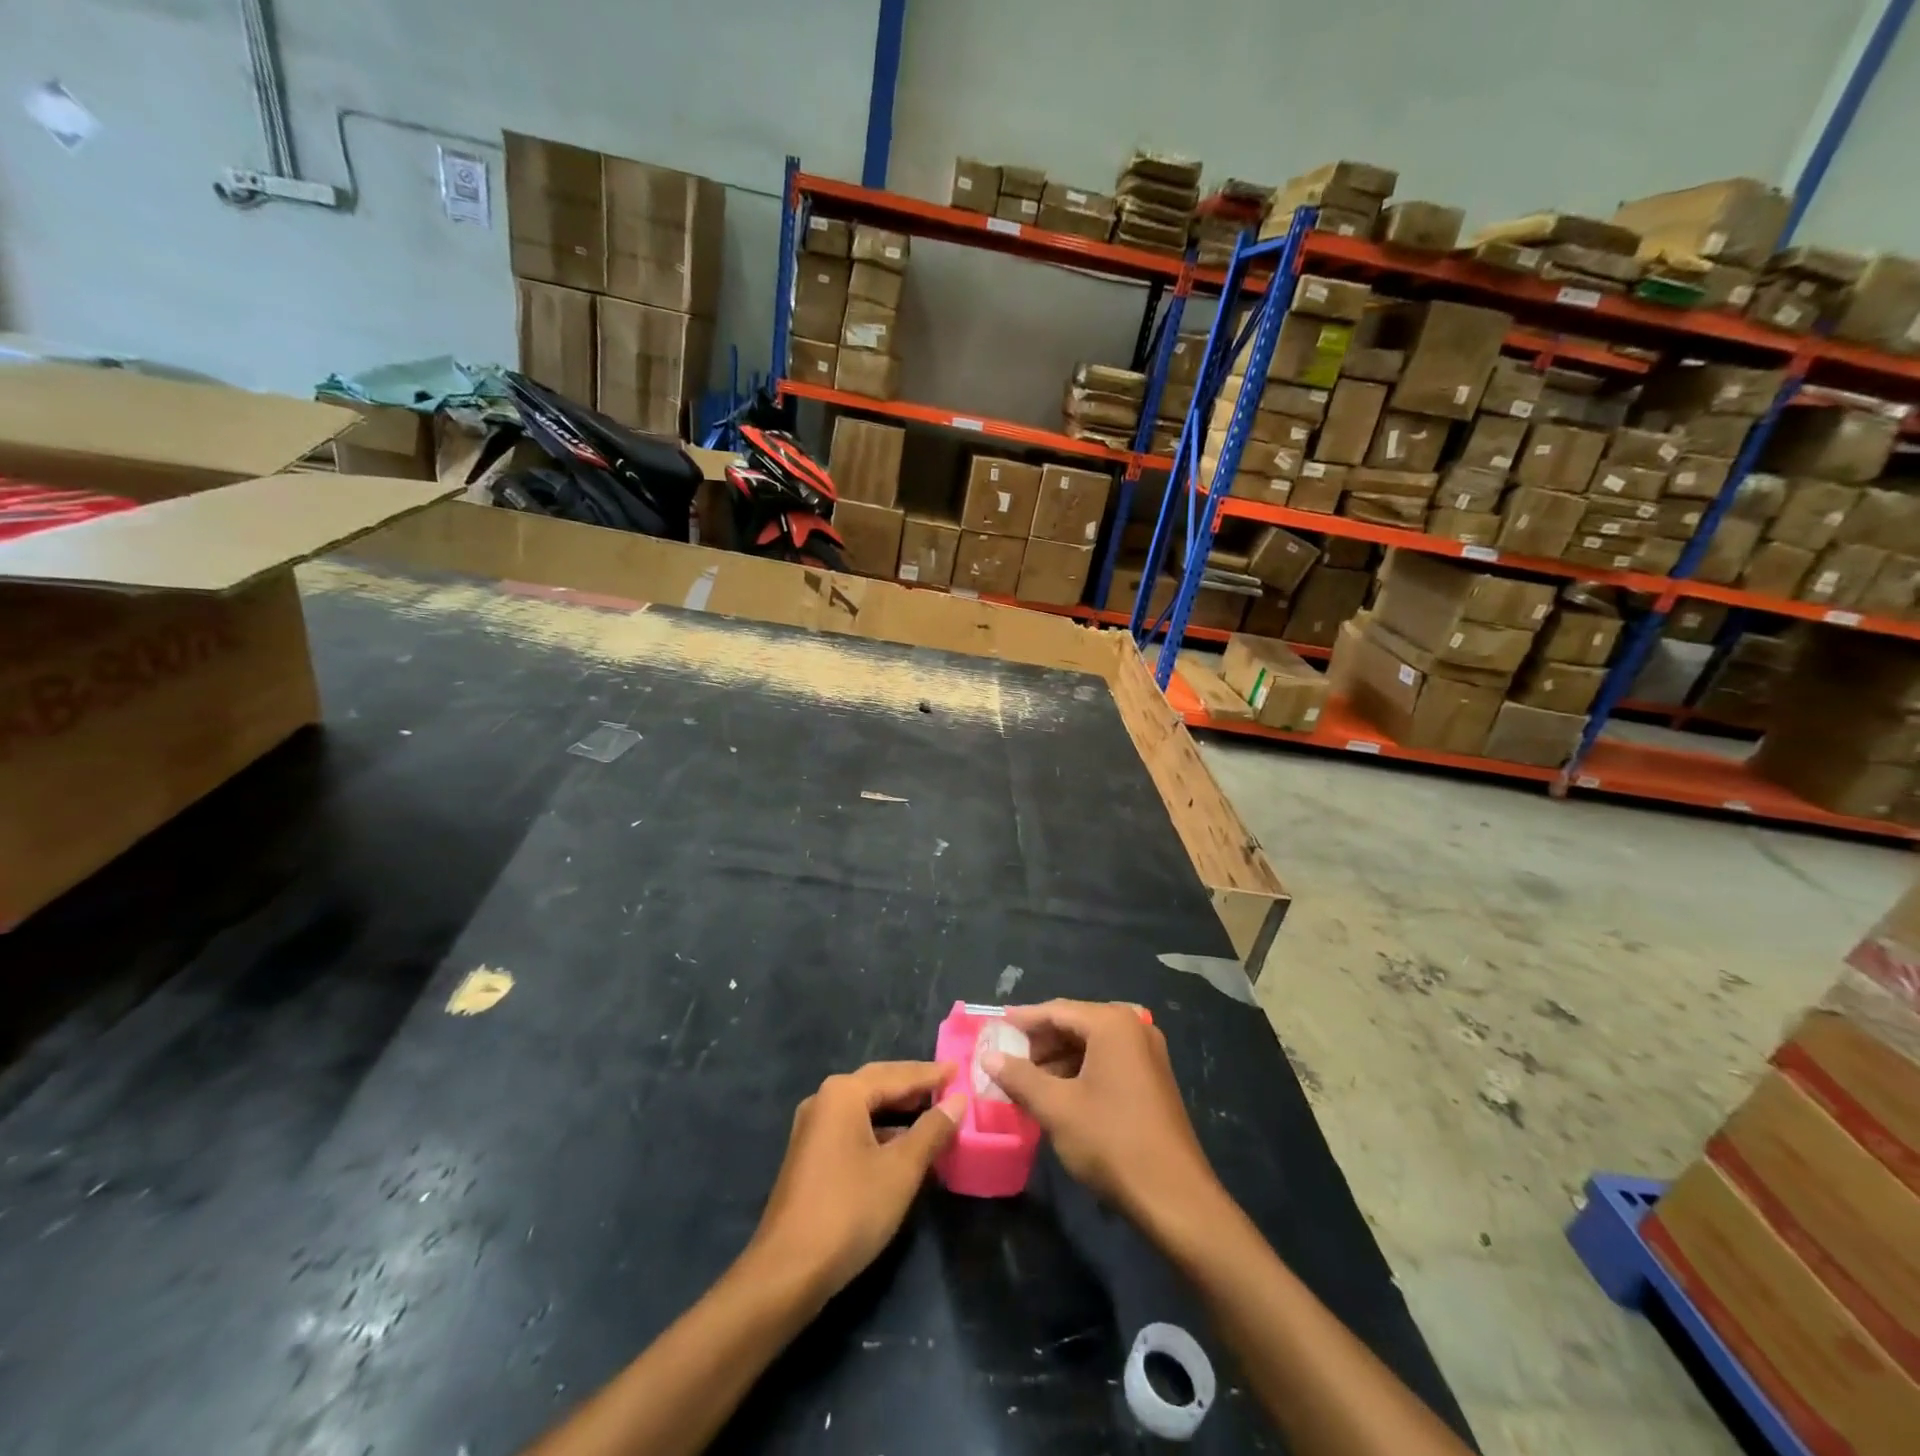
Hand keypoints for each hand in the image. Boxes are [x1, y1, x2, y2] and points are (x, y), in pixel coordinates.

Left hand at [746, 1061, 963, 1302]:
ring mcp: (814, 1128)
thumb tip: (958, 1101)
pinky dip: (882, 1131)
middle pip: (879, 1084)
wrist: (787, 1272)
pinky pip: (854, 1128)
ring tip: (934, 1114)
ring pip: (866, 1108)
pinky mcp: (811, 1155)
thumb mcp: (901, 1170)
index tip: (960, 1068)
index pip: (898, 1075)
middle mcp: (824, 1100)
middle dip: (914, 1086)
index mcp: (843, 1093)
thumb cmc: (850, 1210)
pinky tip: (904, 1147)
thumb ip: (932, 1131)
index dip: (931, 1074)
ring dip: (899, 1111)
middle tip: (949, 1084)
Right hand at [983, 1000, 1221, 1231]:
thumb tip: (988, 1057)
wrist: (1175, 1197)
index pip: (1056, 1010)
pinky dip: (1079, 1071)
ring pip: (1090, 1044)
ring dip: (1057, 1059)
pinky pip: (1107, 1060)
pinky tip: (1057, 1093)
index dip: (1022, 1021)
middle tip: (1006, 1059)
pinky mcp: (1152, 1078)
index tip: (993, 1030)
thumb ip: (1019, 1077)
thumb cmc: (1111, 1142)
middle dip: (1039, 1042)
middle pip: (1074, 1023)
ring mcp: (1147, 1052)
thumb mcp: (1057, 1108)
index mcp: (1112, 1024)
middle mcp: (1133, 1027)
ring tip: (1025, 1081)